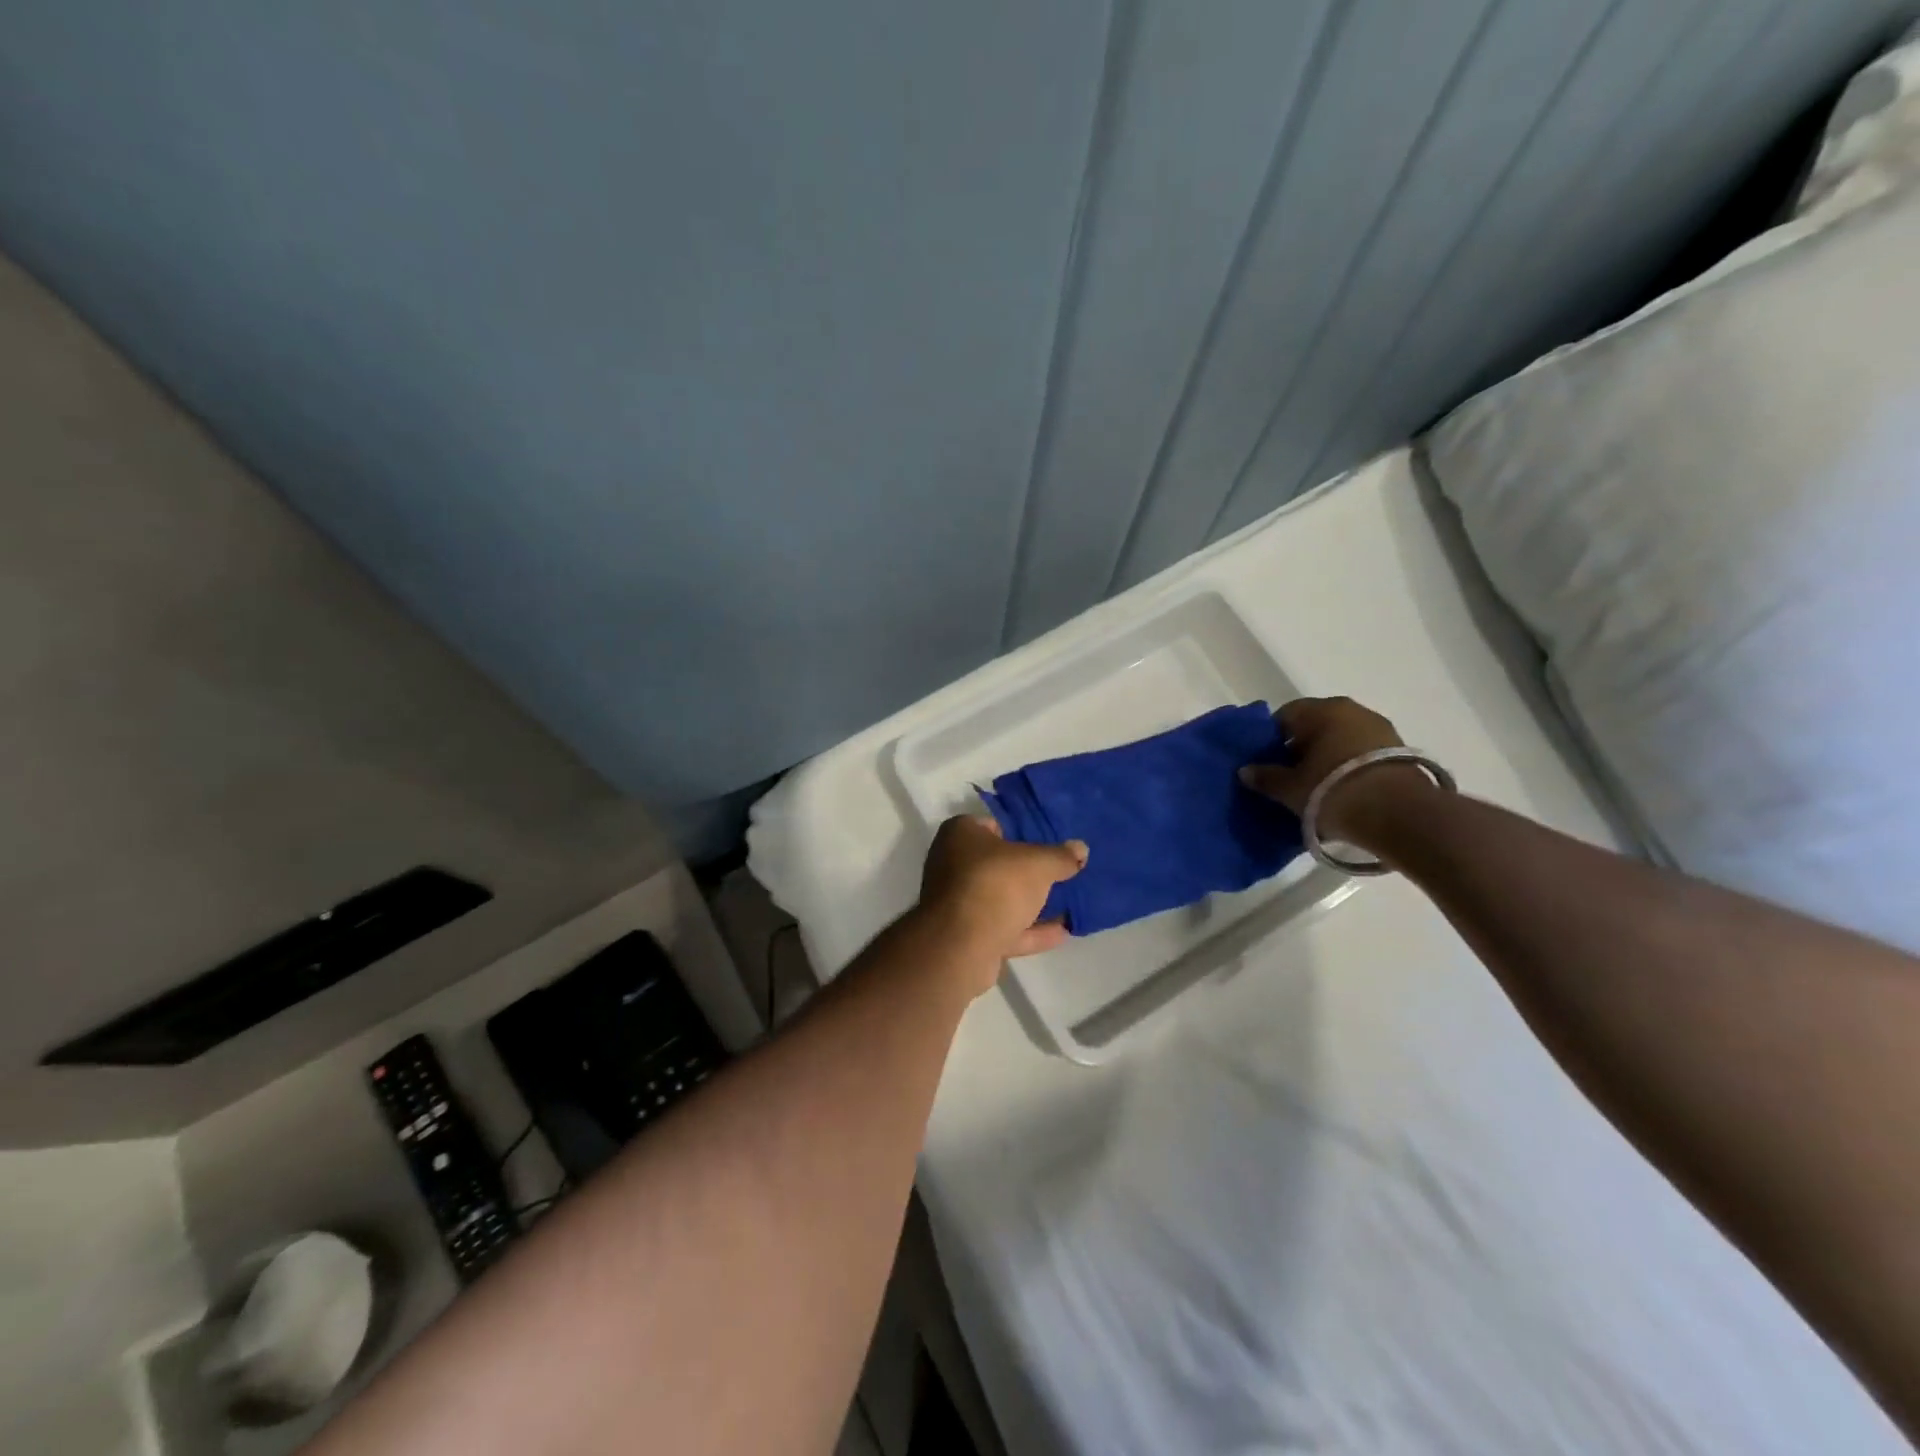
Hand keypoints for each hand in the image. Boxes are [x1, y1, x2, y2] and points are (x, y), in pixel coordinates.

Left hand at [917, 816, 1087, 982]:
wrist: (960, 945)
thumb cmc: (995, 884)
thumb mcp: (1038, 864)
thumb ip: (1060, 857)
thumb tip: (1080, 849)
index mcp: (960, 835)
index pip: (991, 825)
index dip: (1019, 831)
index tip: (1046, 841)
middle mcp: (952, 864)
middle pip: (996, 864)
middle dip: (1026, 871)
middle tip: (1060, 871)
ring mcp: (957, 903)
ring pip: (1000, 899)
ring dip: (1030, 904)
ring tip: (1067, 903)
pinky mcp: (966, 936)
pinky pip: (1003, 928)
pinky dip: (1030, 931)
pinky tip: (1061, 932)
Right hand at [1238, 696, 1433, 846]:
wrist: (1400, 816)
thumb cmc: (1333, 791)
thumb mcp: (1290, 789)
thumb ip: (1265, 777)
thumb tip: (1245, 771)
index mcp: (1322, 710)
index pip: (1286, 716)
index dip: (1271, 739)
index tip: (1266, 763)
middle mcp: (1352, 710)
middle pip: (1315, 726)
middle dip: (1300, 748)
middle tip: (1288, 777)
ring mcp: (1380, 729)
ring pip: (1340, 739)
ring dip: (1327, 758)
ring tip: (1316, 787)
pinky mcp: (1400, 751)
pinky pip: (1361, 754)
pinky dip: (1348, 767)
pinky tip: (1342, 790)